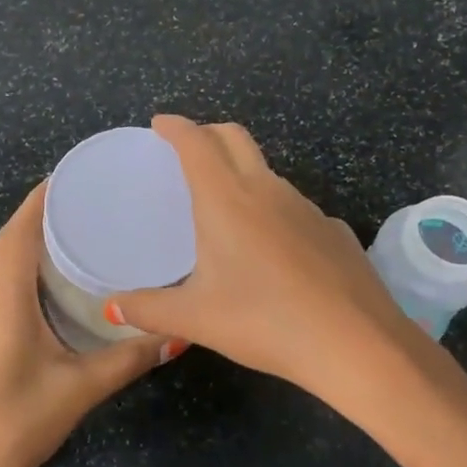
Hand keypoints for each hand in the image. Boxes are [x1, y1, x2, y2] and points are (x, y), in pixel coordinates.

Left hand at [0, 182, 178, 466]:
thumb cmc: (18, 422)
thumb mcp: (81, 387)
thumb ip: (130, 357)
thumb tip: (179, 333)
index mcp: (3, 297)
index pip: (18, 231)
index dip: (42, 198)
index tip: (75, 175)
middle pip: (10, 240)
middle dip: (42, 213)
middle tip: (89, 199)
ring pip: (4, 262)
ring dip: (32, 240)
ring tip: (79, 229)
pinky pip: (4, 283)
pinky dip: (27, 267)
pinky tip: (58, 279)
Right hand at [107, 116, 429, 407]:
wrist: (356, 343)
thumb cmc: (264, 322)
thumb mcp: (196, 319)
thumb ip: (148, 309)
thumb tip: (111, 308)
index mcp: (226, 200)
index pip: (196, 143)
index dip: (176, 127)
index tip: (160, 123)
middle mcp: (267, 191)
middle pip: (235, 138)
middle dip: (208, 133)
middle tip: (188, 148)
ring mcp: (307, 208)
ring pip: (268, 172)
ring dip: (242, 172)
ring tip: (226, 205)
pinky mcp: (335, 230)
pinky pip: (295, 207)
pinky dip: (274, 210)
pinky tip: (274, 249)